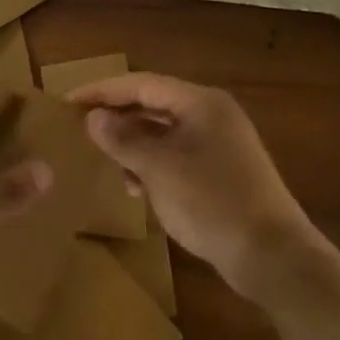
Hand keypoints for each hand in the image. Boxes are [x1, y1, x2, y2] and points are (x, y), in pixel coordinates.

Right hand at [68, 73, 335, 298]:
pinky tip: (135, 186)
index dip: (102, 90)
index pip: (141, 84)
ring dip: (132, 143)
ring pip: (163, 131)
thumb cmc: (211, 203)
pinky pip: (176, 154)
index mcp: (201, 103)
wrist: (271, 255)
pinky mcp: (221, 170)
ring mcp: (220, 143)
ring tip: (105, 160)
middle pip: (153, 104)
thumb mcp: (158, 169)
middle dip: (116, 116)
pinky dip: (152, 163)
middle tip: (80, 127)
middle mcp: (212, 114)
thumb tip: (93, 117)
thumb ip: (122, 139)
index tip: (69, 101)